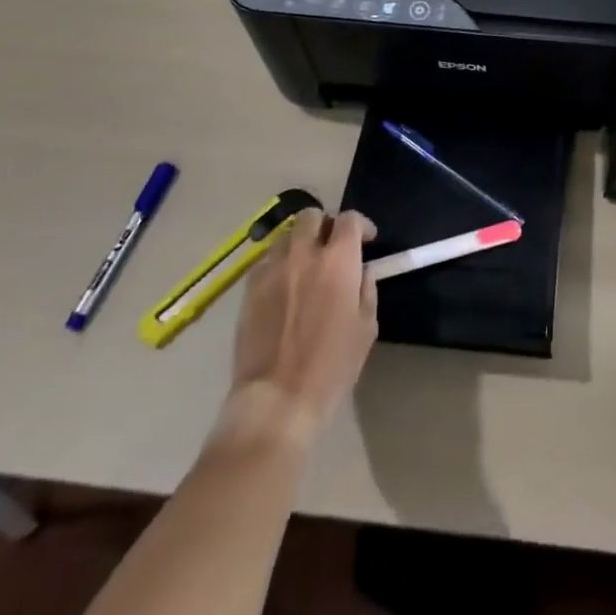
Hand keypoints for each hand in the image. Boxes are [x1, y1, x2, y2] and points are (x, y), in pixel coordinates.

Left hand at [219, 209, 377, 445]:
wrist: (277, 398)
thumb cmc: (331, 366)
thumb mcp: (366, 328)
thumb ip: (366, 290)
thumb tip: (362, 273)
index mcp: (338, 261)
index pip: (348, 219)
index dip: (360, 225)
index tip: (366, 241)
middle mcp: (304, 254)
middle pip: (312, 215)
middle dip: (325, 224)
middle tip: (332, 247)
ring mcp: (272, 269)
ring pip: (286, 236)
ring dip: (300, 242)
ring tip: (306, 264)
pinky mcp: (249, 289)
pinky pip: (265, 262)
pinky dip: (278, 265)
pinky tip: (284, 286)